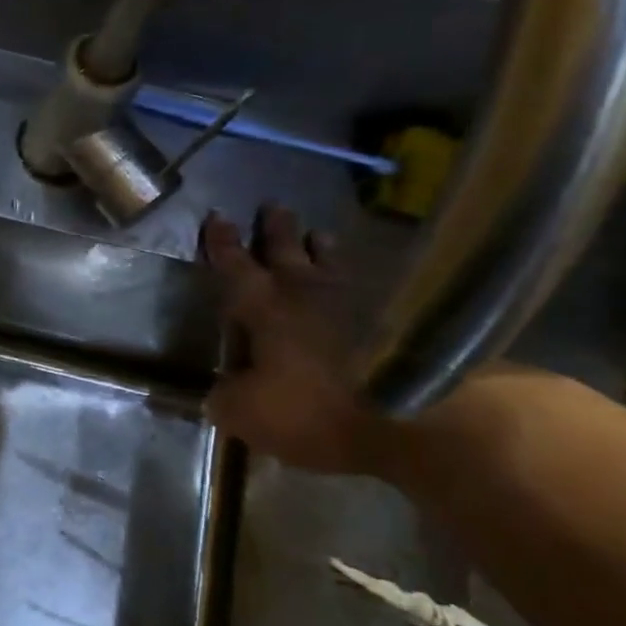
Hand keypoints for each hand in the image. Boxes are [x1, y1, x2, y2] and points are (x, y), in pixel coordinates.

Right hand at [199, 206, 388, 474]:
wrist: (408, 420)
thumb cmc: (311, 410)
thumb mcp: (244, 413)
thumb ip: (224, 396)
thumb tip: (217, 391)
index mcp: (264, 308)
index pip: (235, 266)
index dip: (222, 243)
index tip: (217, 216)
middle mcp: (306, 295)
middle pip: (288, 251)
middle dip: (276, 230)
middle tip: (273, 206)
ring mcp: (355, 305)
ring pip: (332, 265)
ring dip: (322, 249)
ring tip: (320, 234)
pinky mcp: (394, 325)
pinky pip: (368, 291)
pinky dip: (358, 283)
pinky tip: (361, 285)